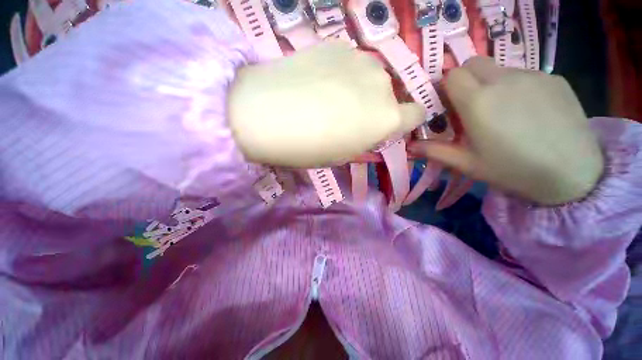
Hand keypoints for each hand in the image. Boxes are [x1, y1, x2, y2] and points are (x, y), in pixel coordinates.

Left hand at [228, 40, 424, 167]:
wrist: (265, 114)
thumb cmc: (307, 147)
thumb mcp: (341, 155)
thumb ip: (363, 139)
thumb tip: (369, 128)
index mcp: (386, 119)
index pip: (416, 115)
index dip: (404, 121)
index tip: (387, 126)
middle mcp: (382, 84)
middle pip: (390, 95)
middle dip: (375, 106)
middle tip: (346, 116)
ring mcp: (361, 59)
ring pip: (371, 77)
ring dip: (358, 88)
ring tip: (328, 98)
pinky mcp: (336, 44)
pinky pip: (350, 64)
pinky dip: (340, 73)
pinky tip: (317, 81)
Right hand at [409, 57, 603, 204]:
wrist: (574, 174)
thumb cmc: (513, 170)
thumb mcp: (467, 163)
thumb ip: (435, 151)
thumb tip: (410, 147)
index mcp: (478, 102)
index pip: (452, 75)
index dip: (445, 87)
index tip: (447, 104)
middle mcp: (503, 80)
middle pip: (473, 63)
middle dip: (465, 79)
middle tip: (470, 105)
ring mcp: (532, 76)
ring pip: (499, 68)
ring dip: (490, 83)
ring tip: (502, 111)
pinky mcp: (554, 78)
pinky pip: (524, 74)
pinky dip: (516, 86)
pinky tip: (528, 111)